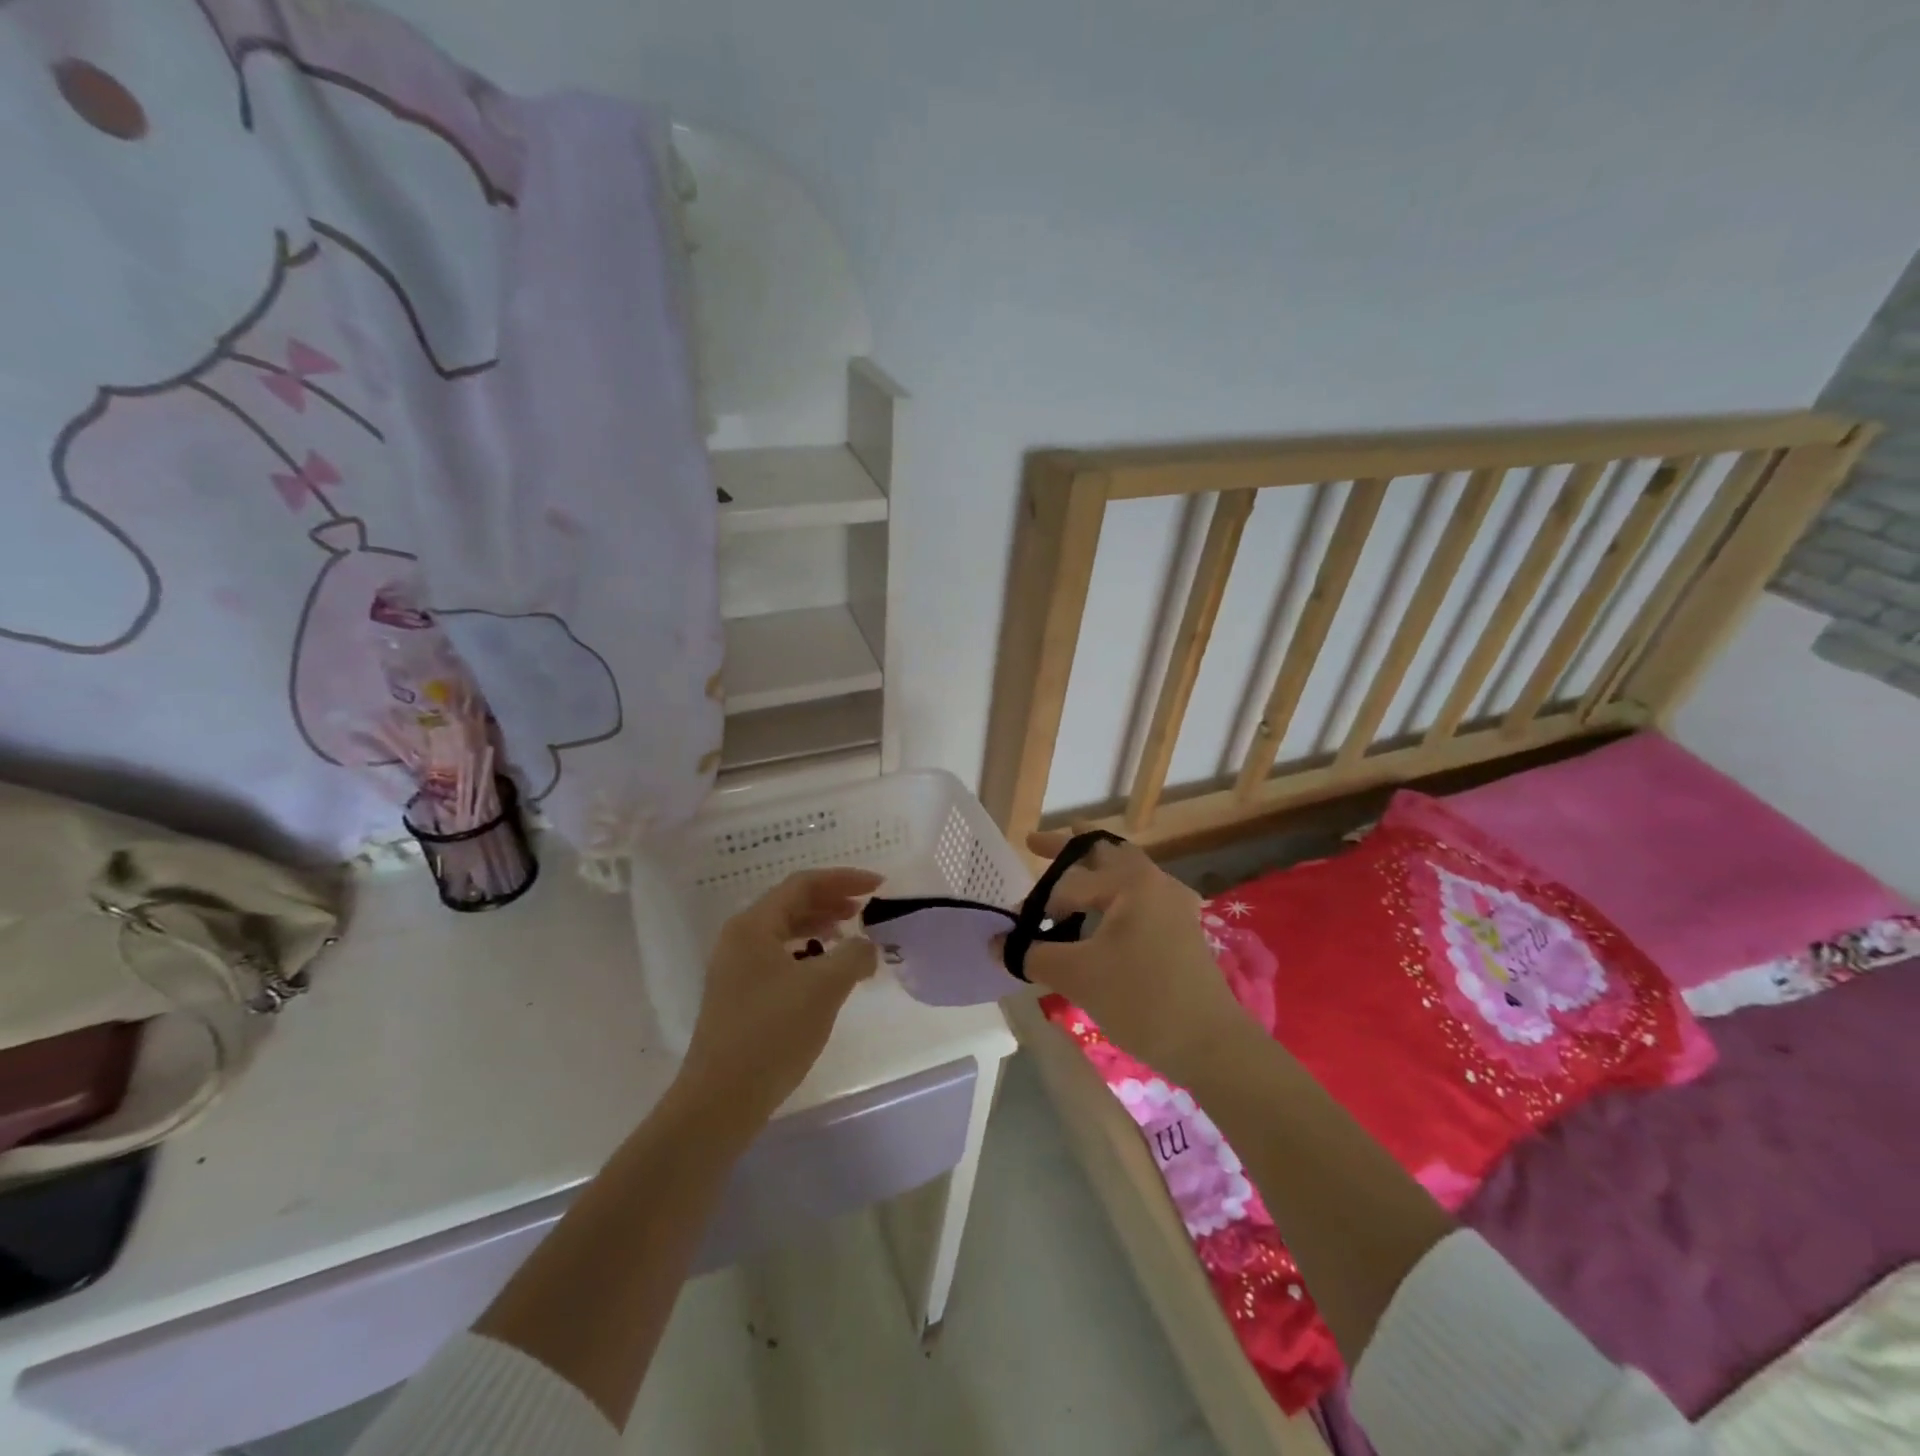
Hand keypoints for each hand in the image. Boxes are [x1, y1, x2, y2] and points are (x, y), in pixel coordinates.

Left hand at [679, 868, 882, 1131]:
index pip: (802, 884)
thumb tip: (866, 947)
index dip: (843, 879)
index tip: (878, 886)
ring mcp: (735, 969)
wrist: (721, 1100)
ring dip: (820, 927)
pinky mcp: (739, 996)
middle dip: (832, 901)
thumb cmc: (772, 1033)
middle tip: (866, 909)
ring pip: (784, 932)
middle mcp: (739, 939)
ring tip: (850, 936)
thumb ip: (854, 955)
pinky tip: (826, 973)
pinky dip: (807, 954)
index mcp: (753, 926)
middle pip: (791, 904)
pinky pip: (779, 958)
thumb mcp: (824, 987)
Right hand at [1018, 828, 1255, 1083]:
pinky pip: (1140, 895)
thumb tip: (996, 945)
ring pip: (1126, 871)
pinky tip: (1105, 912)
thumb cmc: (1142, 1000)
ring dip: (1095, 867)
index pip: (1069, 882)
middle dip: (1068, 846)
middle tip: (1035, 843)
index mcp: (1131, 882)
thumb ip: (1032, 955)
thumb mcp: (1078, 977)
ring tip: (1069, 869)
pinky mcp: (1182, 929)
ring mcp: (1174, 904)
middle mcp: (1155, 882)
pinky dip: (1114, 892)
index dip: (1039, 903)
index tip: (1018, 926)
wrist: (1212, 1044)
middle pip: (1105, 851)